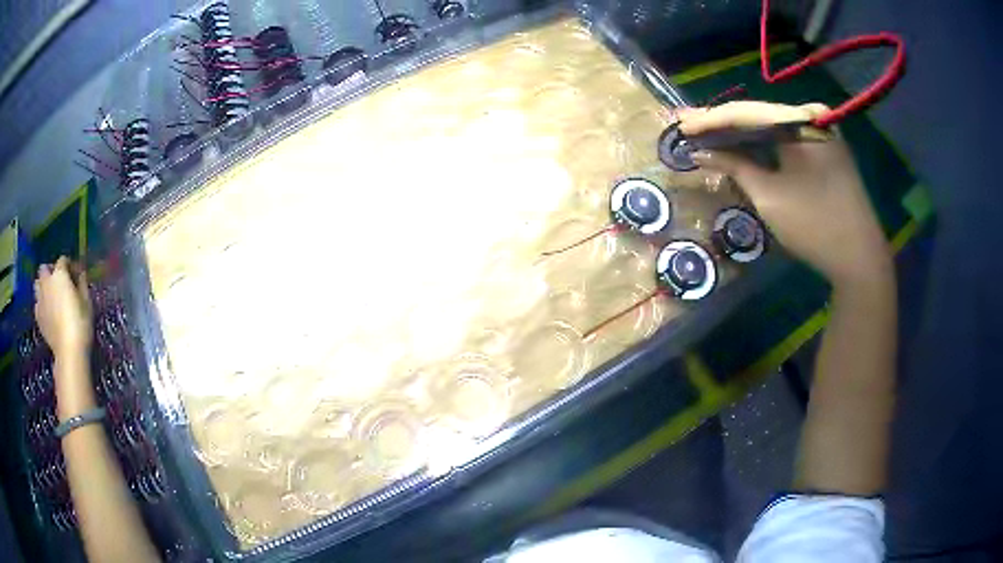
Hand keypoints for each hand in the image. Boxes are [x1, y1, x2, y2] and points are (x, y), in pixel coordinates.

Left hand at [34, 256, 92, 359]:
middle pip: (44, 269)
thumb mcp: (87, 301)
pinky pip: (37, 303)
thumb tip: (80, 275)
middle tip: (58, 283)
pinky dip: (41, 304)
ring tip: (50, 296)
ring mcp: (40, 300)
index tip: (76, 275)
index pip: (63, 260)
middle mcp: (47, 282)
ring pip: (37, 284)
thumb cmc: (80, 323)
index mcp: (59, 275)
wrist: (69, 351)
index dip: (70, 265)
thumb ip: (82, 284)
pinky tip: (48, 313)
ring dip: (42, 286)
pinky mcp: (38, 317)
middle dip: (50, 272)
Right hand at [678, 101, 892, 286]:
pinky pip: (788, 139)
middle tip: (688, 126)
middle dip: (724, 125)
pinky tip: (742, 146)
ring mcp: (822, 132)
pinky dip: (764, 145)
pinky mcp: (826, 149)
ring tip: (707, 135)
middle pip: (760, 116)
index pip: (747, 113)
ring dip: (742, 135)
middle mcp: (812, 116)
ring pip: (773, 127)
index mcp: (802, 121)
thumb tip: (700, 152)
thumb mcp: (770, 197)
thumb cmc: (814, 226)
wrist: (861, 259)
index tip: (680, 125)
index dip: (710, 120)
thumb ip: (735, 167)